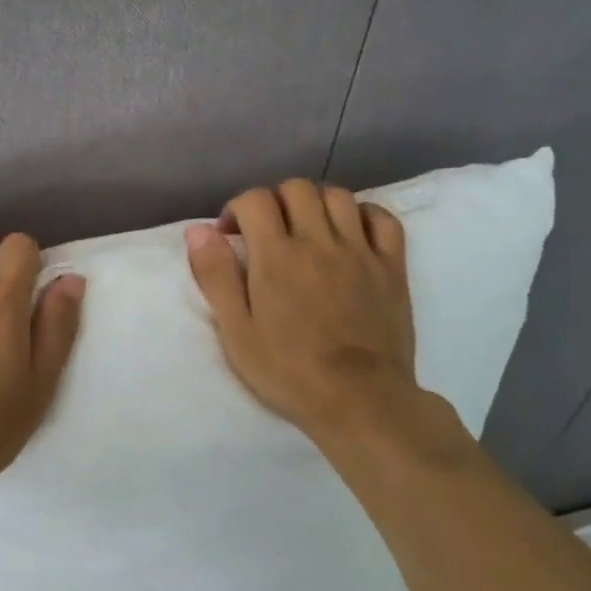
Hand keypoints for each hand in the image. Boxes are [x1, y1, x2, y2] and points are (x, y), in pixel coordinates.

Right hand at [185, 179, 418, 443]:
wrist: (360, 401)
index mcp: (277, 256)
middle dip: (275, 201)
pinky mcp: (392, 266)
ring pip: (338, 196)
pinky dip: (364, 214)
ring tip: (307, 229)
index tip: (231, 234)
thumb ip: (216, 276)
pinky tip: (351, 232)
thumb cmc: (289, 371)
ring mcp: (360, 251)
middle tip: (268, 232)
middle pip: (297, 189)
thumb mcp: (236, 331)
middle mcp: (319, 241)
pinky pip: (383, 218)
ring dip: (316, 203)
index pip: (256, 200)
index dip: (237, 208)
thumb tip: (198, 230)